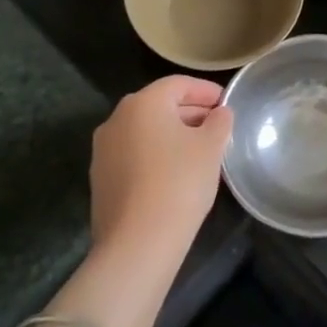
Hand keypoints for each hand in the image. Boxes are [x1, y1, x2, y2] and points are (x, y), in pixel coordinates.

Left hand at [89, 76, 232, 258]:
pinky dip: (156, 154)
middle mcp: (116, 119)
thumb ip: (219, 122)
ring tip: (200, 150)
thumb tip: (219, 114)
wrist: (137, 242)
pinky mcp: (101, 179)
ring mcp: (103, 150)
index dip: (205, 90)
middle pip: (159, 105)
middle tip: (217, 126)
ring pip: (145, 131)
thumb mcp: (211, 147)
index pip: (178, 84)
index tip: (226, 102)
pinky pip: (134, 154)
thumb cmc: (179, 182)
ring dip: (172, 134)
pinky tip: (175, 173)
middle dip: (190, 112)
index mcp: (143, 103)